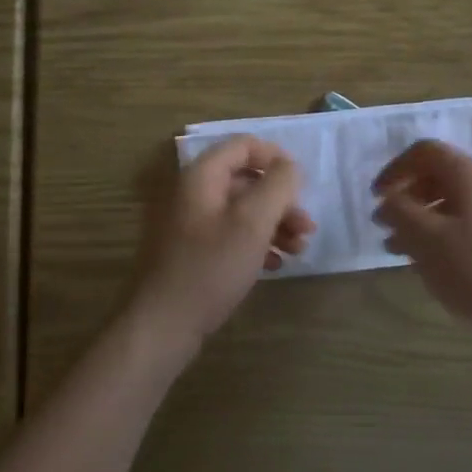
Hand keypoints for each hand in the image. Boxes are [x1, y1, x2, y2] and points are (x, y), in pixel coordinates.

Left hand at [126, 136, 313, 359]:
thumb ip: (277, 186)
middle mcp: (195, 192)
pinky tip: (275, 264)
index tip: (301, 183)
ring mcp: (193, 223)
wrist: (165, 325)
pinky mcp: (195, 251)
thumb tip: (290, 167)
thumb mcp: (252, 223)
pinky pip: (232, 234)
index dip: (276, 157)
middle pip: (247, 180)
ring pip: (242, 209)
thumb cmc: (211, 267)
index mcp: (203, 176)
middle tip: (306, 226)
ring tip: (299, 249)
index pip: (244, 145)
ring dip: (274, 224)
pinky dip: (257, 243)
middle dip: (281, 200)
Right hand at [373, 141, 471, 333]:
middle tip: (385, 227)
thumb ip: (401, 212)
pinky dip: (446, 236)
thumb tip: (388, 198)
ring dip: (424, 221)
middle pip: (440, 177)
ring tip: (401, 252)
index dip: (395, 169)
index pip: (425, 151)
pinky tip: (436, 267)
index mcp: (471, 174)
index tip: (376, 197)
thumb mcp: (428, 240)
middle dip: (408, 199)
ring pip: (456, 204)